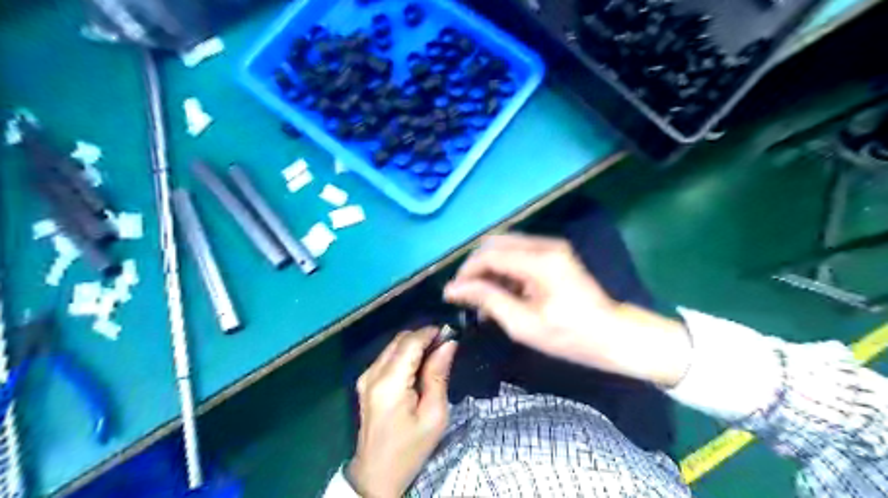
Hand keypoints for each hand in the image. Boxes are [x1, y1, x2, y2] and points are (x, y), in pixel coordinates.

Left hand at [347, 329, 456, 494]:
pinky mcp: (365, 381)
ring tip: (435, 356)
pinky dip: (405, 354)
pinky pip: (388, 356)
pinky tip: (419, 367)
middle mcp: (373, 373)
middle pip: (400, 339)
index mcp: (390, 383)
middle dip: (424, 337)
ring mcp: (366, 376)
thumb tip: (449, 344)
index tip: (451, 333)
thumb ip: (438, 374)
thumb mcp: (434, 415)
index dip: (431, 332)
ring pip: (394, 345)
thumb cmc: (411, 448)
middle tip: (446, 346)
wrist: (377, 473)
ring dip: (415, 344)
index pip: (411, 342)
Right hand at [444, 234, 692, 388]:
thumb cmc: (571, 337)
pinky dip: (505, 271)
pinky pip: (519, 254)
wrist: (616, 336)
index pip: (489, 255)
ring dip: (489, 270)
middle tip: (466, 297)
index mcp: (539, 261)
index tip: (451, 295)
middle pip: (495, 244)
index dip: (466, 273)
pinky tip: (502, 295)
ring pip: (505, 248)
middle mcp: (545, 245)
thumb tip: (453, 289)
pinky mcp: (555, 254)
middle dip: (475, 268)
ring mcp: (552, 247)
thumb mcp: (524, 324)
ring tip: (483, 301)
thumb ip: (488, 300)